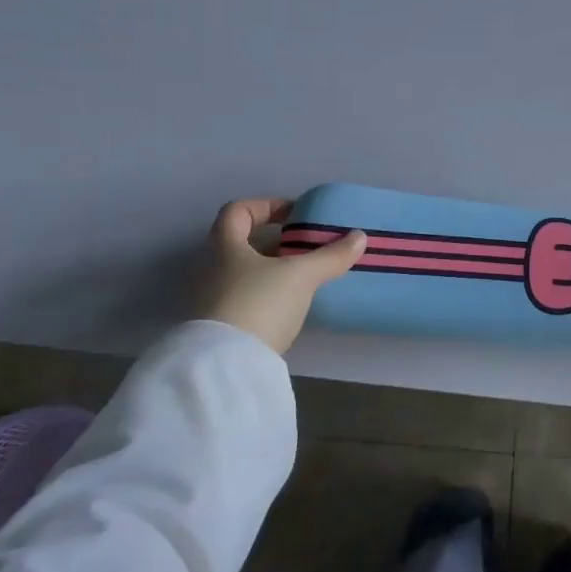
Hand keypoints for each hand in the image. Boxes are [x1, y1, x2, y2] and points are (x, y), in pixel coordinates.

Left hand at [194, 198, 365, 354]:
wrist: (227, 366)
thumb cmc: (260, 303)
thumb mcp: (301, 276)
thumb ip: (330, 256)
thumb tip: (359, 237)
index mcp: (225, 246)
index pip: (238, 211)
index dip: (266, 206)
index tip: (295, 215)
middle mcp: (211, 268)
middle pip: (241, 242)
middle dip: (274, 242)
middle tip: (305, 247)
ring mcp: (212, 299)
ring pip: (244, 273)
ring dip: (272, 270)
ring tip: (304, 277)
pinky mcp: (220, 327)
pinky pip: (245, 298)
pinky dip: (267, 295)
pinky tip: (290, 306)